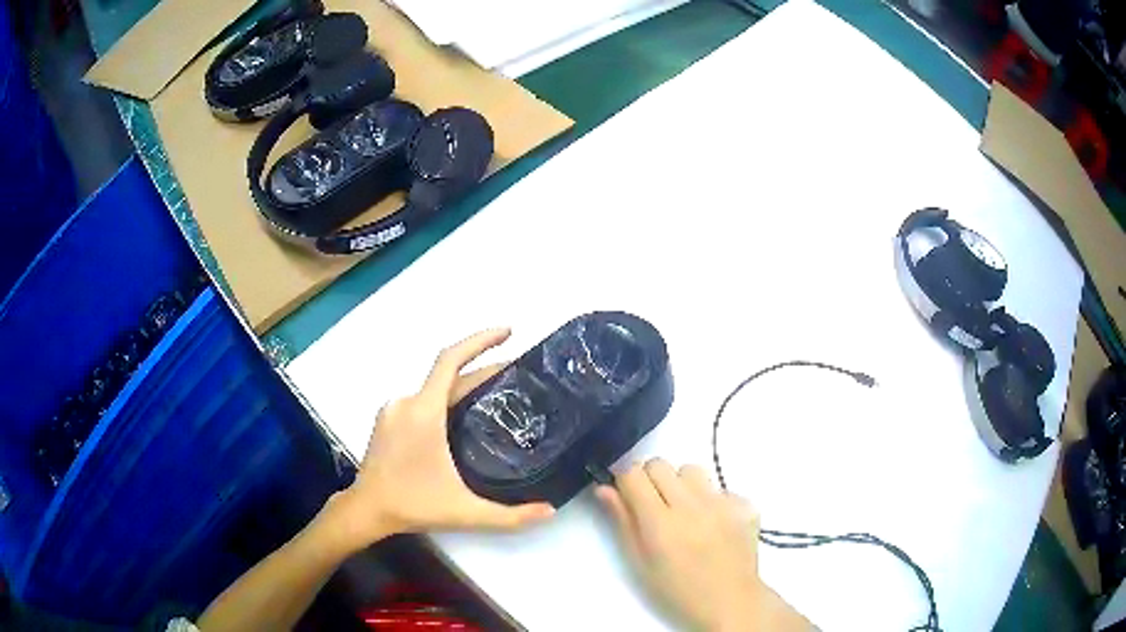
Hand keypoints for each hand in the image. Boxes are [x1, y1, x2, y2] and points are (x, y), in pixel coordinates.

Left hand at [324, 328, 554, 551]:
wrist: (366, 510)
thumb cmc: (414, 506)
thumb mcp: (466, 512)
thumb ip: (511, 516)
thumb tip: (551, 511)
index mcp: (424, 412)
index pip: (451, 360)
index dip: (480, 341)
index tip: (508, 333)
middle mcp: (406, 402)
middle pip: (449, 375)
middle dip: (483, 370)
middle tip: (517, 376)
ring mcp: (393, 409)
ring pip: (434, 388)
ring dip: (463, 387)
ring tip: (495, 398)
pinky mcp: (386, 419)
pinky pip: (420, 400)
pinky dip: (444, 399)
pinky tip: (460, 419)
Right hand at [597, 459, 809, 631]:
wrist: (729, 602)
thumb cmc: (677, 589)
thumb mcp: (640, 563)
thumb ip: (622, 521)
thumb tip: (604, 488)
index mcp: (660, 523)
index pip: (633, 473)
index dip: (625, 480)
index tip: (626, 494)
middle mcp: (692, 505)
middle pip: (660, 464)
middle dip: (650, 479)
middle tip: (654, 505)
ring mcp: (723, 503)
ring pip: (691, 469)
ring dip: (681, 484)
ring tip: (685, 511)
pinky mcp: (745, 504)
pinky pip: (719, 487)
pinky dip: (711, 499)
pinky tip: (711, 523)